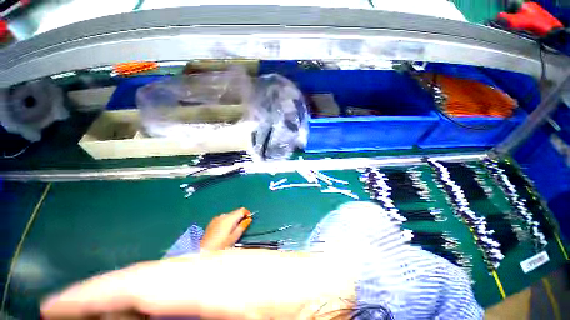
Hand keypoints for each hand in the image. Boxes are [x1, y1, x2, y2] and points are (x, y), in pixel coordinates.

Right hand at [40, 250, 356, 319]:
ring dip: (127, 301)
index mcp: (211, 281)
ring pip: (162, 282)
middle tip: (69, 318)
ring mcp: (225, 264)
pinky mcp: (234, 269)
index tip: (54, 306)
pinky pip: (183, 284)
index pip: (136, 285)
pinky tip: (149, 313)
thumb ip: (195, 317)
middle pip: (144, 282)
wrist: (329, 282)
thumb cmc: (301, 309)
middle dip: (102, 301)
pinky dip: (156, 298)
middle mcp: (213, 266)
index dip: (90, 296)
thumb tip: (151, 312)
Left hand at [200, 208, 252, 250]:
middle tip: (241, 228)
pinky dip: (226, 222)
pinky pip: (223, 219)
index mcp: (230, 218)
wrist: (204, 251)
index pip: (242, 210)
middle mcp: (223, 215)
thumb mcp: (234, 237)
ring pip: (229, 215)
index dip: (247, 213)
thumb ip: (242, 226)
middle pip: (235, 212)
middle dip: (240, 218)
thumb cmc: (221, 245)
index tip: (248, 220)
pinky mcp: (212, 221)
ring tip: (232, 231)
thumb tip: (249, 219)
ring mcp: (217, 218)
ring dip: (233, 220)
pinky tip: (224, 231)